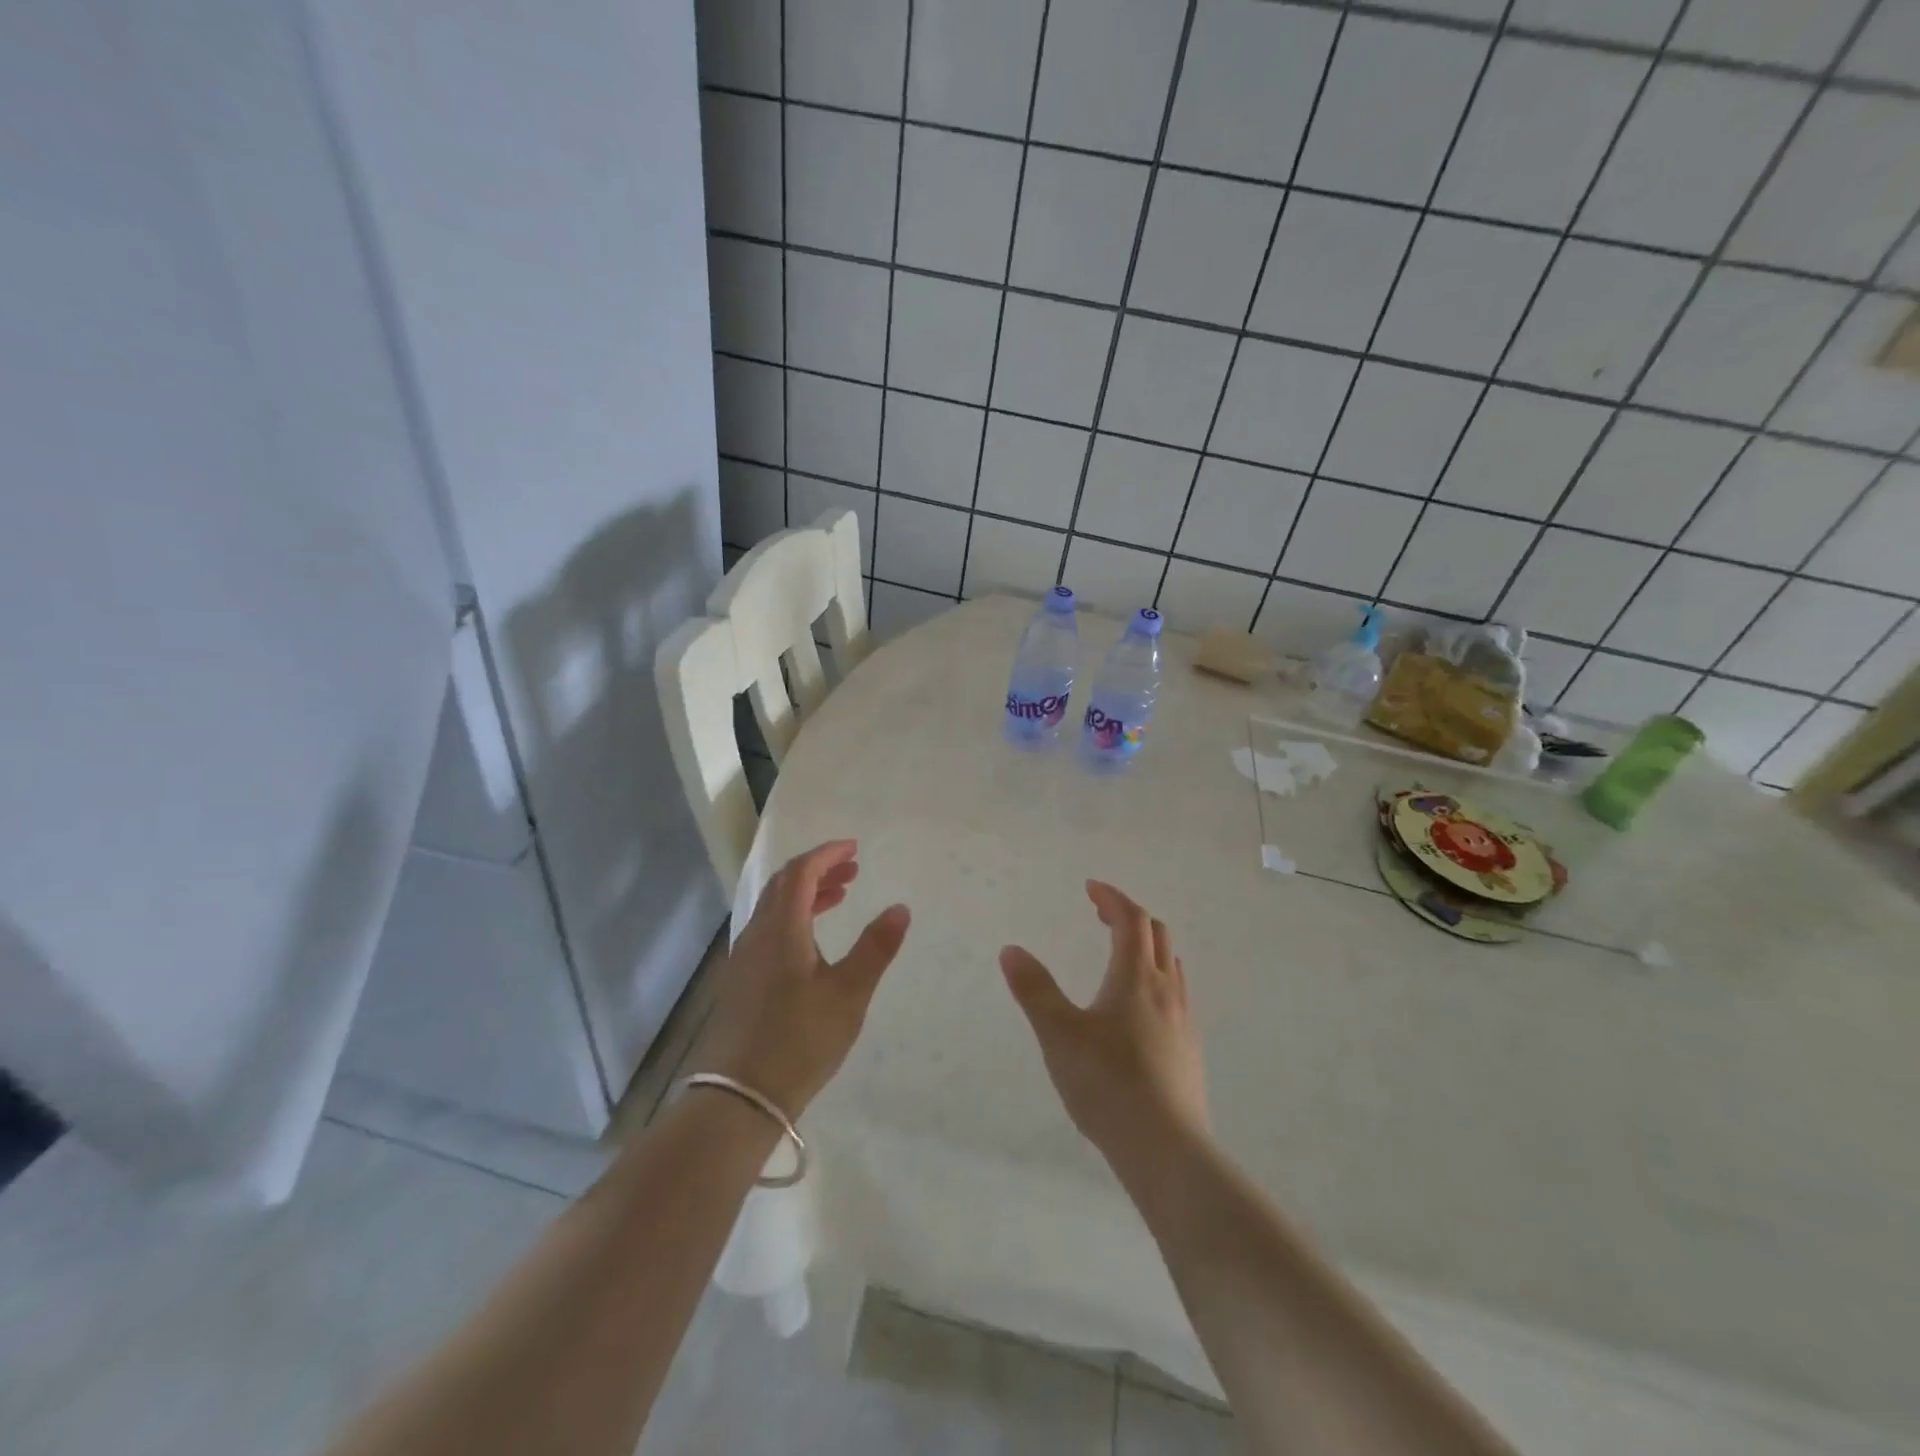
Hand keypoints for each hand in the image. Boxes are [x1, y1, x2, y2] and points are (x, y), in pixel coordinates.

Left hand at [692, 840, 909, 1119]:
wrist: (738, 1098)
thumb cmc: (800, 1041)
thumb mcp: (849, 995)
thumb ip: (875, 948)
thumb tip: (900, 907)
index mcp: (782, 929)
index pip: (801, 872)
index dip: (827, 854)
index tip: (854, 848)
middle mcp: (757, 934)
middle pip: (784, 885)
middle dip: (818, 870)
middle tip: (853, 871)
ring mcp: (743, 958)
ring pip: (774, 908)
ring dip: (806, 894)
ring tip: (840, 897)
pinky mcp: (739, 981)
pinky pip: (768, 929)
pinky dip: (793, 918)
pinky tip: (811, 942)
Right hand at [1000, 881, 1207, 1168]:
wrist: (1167, 1148)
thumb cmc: (1107, 1083)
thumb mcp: (1058, 1034)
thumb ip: (1034, 989)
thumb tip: (1010, 950)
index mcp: (1135, 977)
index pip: (1131, 919)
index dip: (1112, 898)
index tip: (1090, 888)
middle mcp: (1166, 990)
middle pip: (1157, 935)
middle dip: (1129, 917)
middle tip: (1100, 915)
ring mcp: (1184, 1020)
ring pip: (1170, 965)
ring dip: (1146, 947)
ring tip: (1119, 956)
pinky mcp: (1190, 1050)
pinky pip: (1176, 995)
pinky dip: (1155, 979)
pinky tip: (1138, 1010)